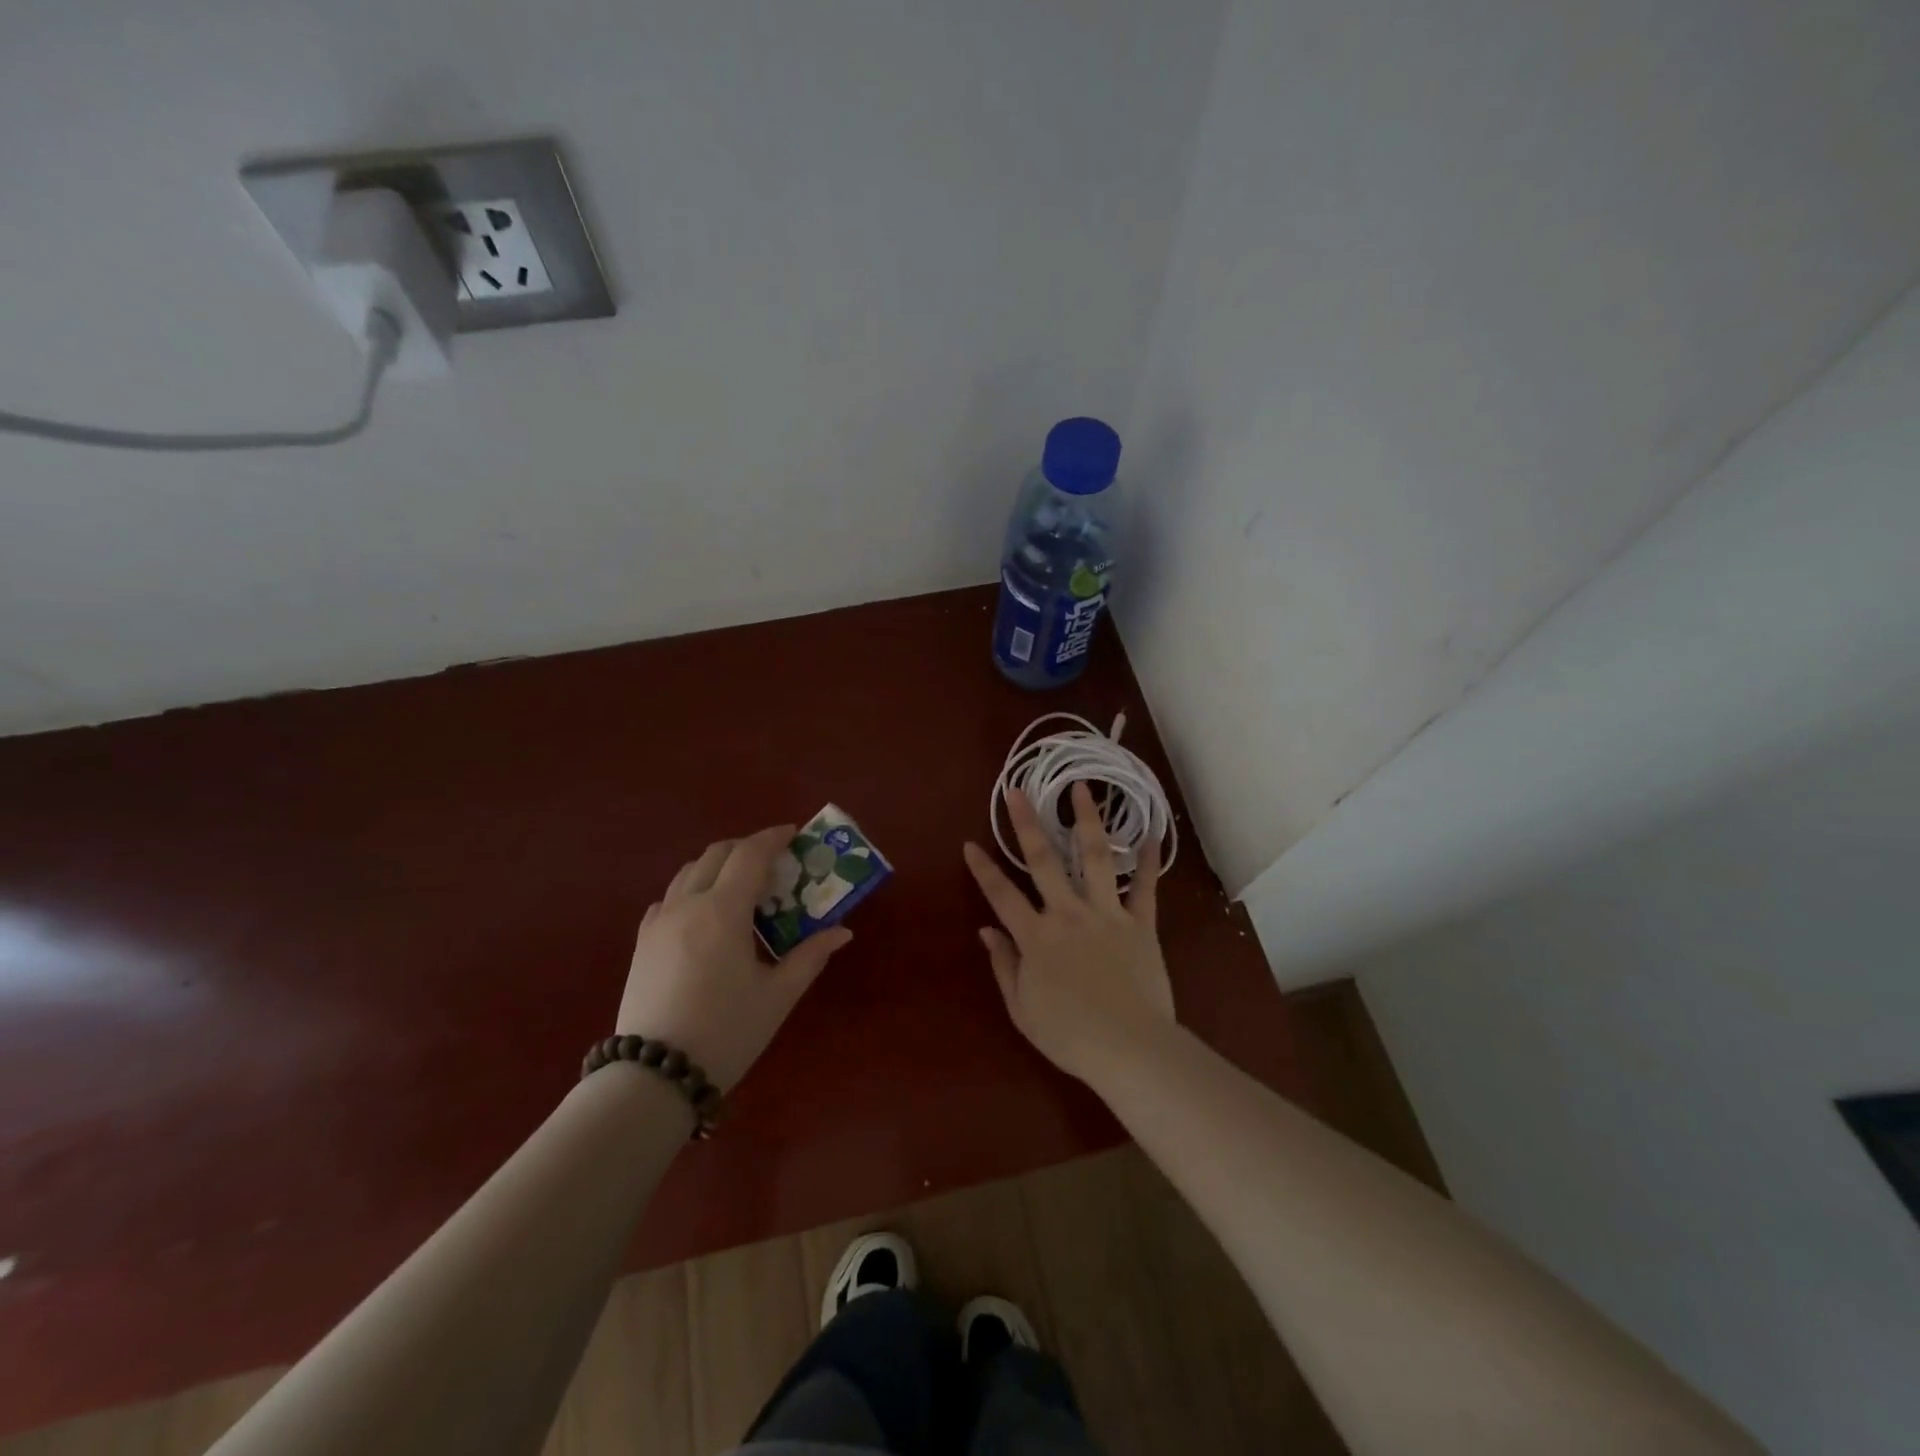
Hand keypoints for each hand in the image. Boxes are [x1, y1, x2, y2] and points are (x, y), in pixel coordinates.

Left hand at [617, 826, 852, 1090]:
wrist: (655, 1076)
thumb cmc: (726, 1031)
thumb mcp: (778, 995)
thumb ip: (810, 956)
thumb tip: (842, 932)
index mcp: (723, 911)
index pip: (750, 854)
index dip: (774, 837)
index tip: (794, 834)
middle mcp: (687, 904)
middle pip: (717, 854)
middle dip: (747, 848)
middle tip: (774, 862)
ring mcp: (659, 922)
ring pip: (689, 872)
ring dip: (719, 866)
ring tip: (743, 886)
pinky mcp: (642, 943)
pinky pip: (669, 898)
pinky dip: (692, 890)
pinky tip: (705, 915)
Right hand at [963, 782, 1173, 1081]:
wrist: (1129, 1048)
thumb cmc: (1070, 1035)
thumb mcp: (1022, 1009)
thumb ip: (1004, 965)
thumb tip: (986, 930)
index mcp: (1036, 937)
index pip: (1001, 895)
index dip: (983, 869)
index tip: (970, 843)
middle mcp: (1068, 914)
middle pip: (1043, 861)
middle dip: (1027, 823)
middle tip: (1017, 790)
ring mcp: (1106, 914)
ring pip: (1094, 858)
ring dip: (1086, 821)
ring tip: (1081, 789)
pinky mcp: (1140, 924)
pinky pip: (1145, 887)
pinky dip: (1149, 861)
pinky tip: (1154, 832)